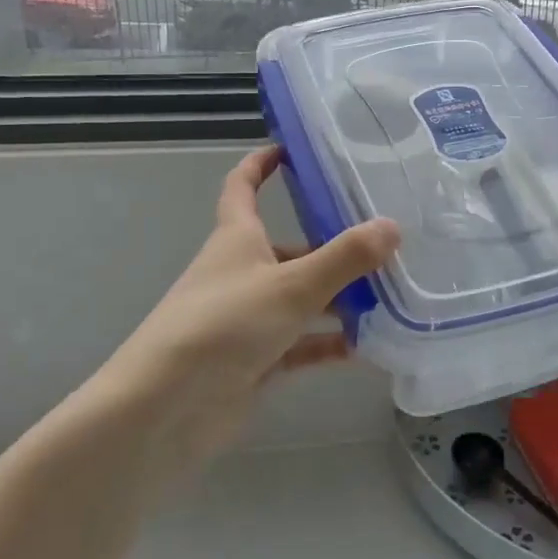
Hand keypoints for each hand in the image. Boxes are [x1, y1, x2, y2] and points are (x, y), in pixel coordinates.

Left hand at [88, 146, 399, 489]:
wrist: (165, 409)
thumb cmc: (223, 326)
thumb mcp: (291, 285)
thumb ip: (344, 258)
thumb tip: (392, 226)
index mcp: (237, 239)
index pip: (243, 187)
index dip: (262, 164)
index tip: (292, 149)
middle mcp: (241, 273)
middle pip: (290, 250)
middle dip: (332, 247)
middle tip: (384, 245)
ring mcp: (248, 319)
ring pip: (301, 299)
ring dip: (340, 300)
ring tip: (391, 296)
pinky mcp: (255, 361)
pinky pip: (302, 344)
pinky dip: (331, 344)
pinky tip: (370, 347)